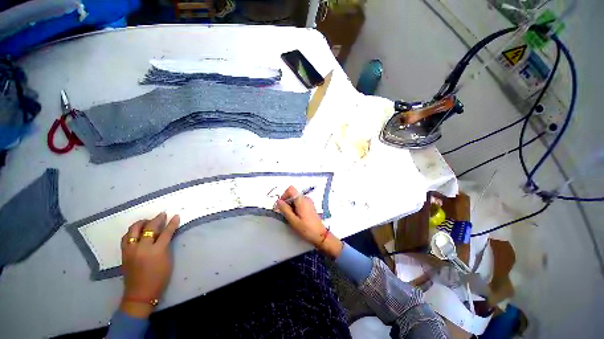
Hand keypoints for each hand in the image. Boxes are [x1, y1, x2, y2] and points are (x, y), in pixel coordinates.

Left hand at [119, 212, 179, 317]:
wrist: (140, 293)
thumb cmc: (159, 278)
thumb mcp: (167, 261)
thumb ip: (166, 246)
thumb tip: (166, 235)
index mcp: (156, 251)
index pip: (166, 232)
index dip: (172, 223)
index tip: (176, 215)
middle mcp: (142, 248)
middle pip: (149, 228)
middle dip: (157, 219)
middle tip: (162, 214)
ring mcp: (130, 250)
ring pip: (133, 230)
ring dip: (142, 223)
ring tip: (147, 221)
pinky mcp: (124, 253)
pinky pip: (126, 237)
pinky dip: (132, 232)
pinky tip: (136, 231)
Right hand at [276, 186, 342, 257]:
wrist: (320, 235)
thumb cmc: (306, 228)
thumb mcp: (293, 220)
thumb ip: (285, 209)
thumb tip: (278, 201)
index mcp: (302, 200)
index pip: (290, 189)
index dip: (284, 195)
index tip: (281, 205)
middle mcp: (306, 198)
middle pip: (293, 194)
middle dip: (286, 202)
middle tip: (284, 214)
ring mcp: (309, 202)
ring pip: (296, 199)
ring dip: (290, 206)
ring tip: (291, 217)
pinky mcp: (310, 206)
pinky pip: (300, 202)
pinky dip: (295, 207)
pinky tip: (296, 217)